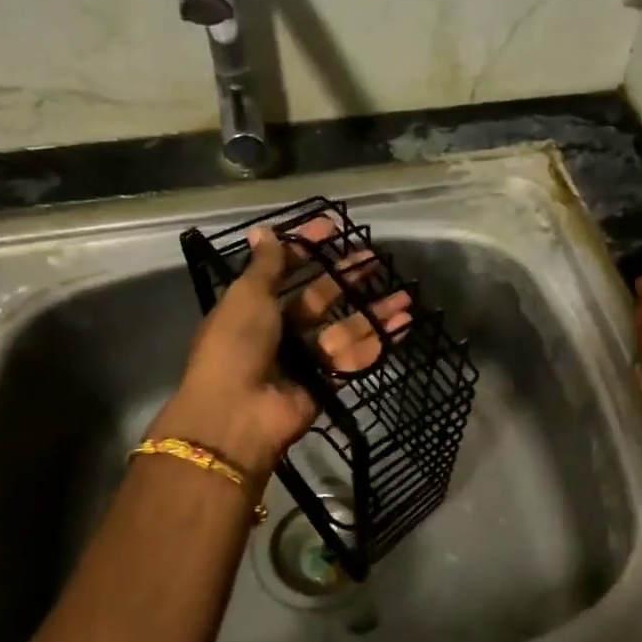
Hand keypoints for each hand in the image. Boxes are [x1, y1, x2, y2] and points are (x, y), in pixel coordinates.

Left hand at [152, 221, 410, 482]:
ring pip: (345, 327)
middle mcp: (281, 330)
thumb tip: (264, 230)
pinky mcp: (326, 382)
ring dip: (374, 312)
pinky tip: (404, 324)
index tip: (333, 228)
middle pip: (321, 298)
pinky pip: (355, 356)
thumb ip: (264, 266)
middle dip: (347, 278)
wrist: (237, 414)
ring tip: (405, 296)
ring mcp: (305, 358)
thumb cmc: (236, 346)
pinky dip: (379, 341)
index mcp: (255, 307)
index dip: (307, 248)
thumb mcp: (246, 297)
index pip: (284, 269)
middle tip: (375, 259)